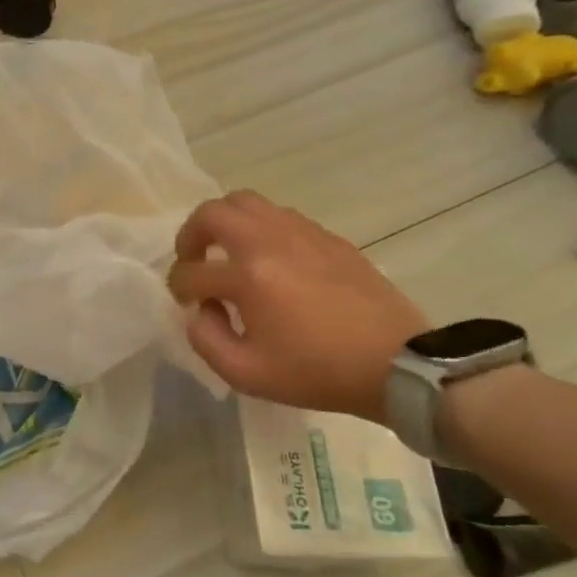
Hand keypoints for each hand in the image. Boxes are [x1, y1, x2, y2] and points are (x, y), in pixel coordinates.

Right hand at [168, 191, 428, 423]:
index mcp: (248, 276)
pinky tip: (269, 260)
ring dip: (226, 224)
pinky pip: (280, 216)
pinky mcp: (328, 238)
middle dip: (191, 235)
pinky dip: (260, 229)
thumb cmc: (317, 373)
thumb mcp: (244, 373)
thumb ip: (205, 339)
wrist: (397, 365)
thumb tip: (202, 310)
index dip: (179, 289)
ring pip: (247, 202)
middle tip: (194, 260)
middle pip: (212, 212)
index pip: (191, 272)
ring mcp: (302, 234)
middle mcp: (270, 242)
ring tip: (228, 253)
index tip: (188, 305)